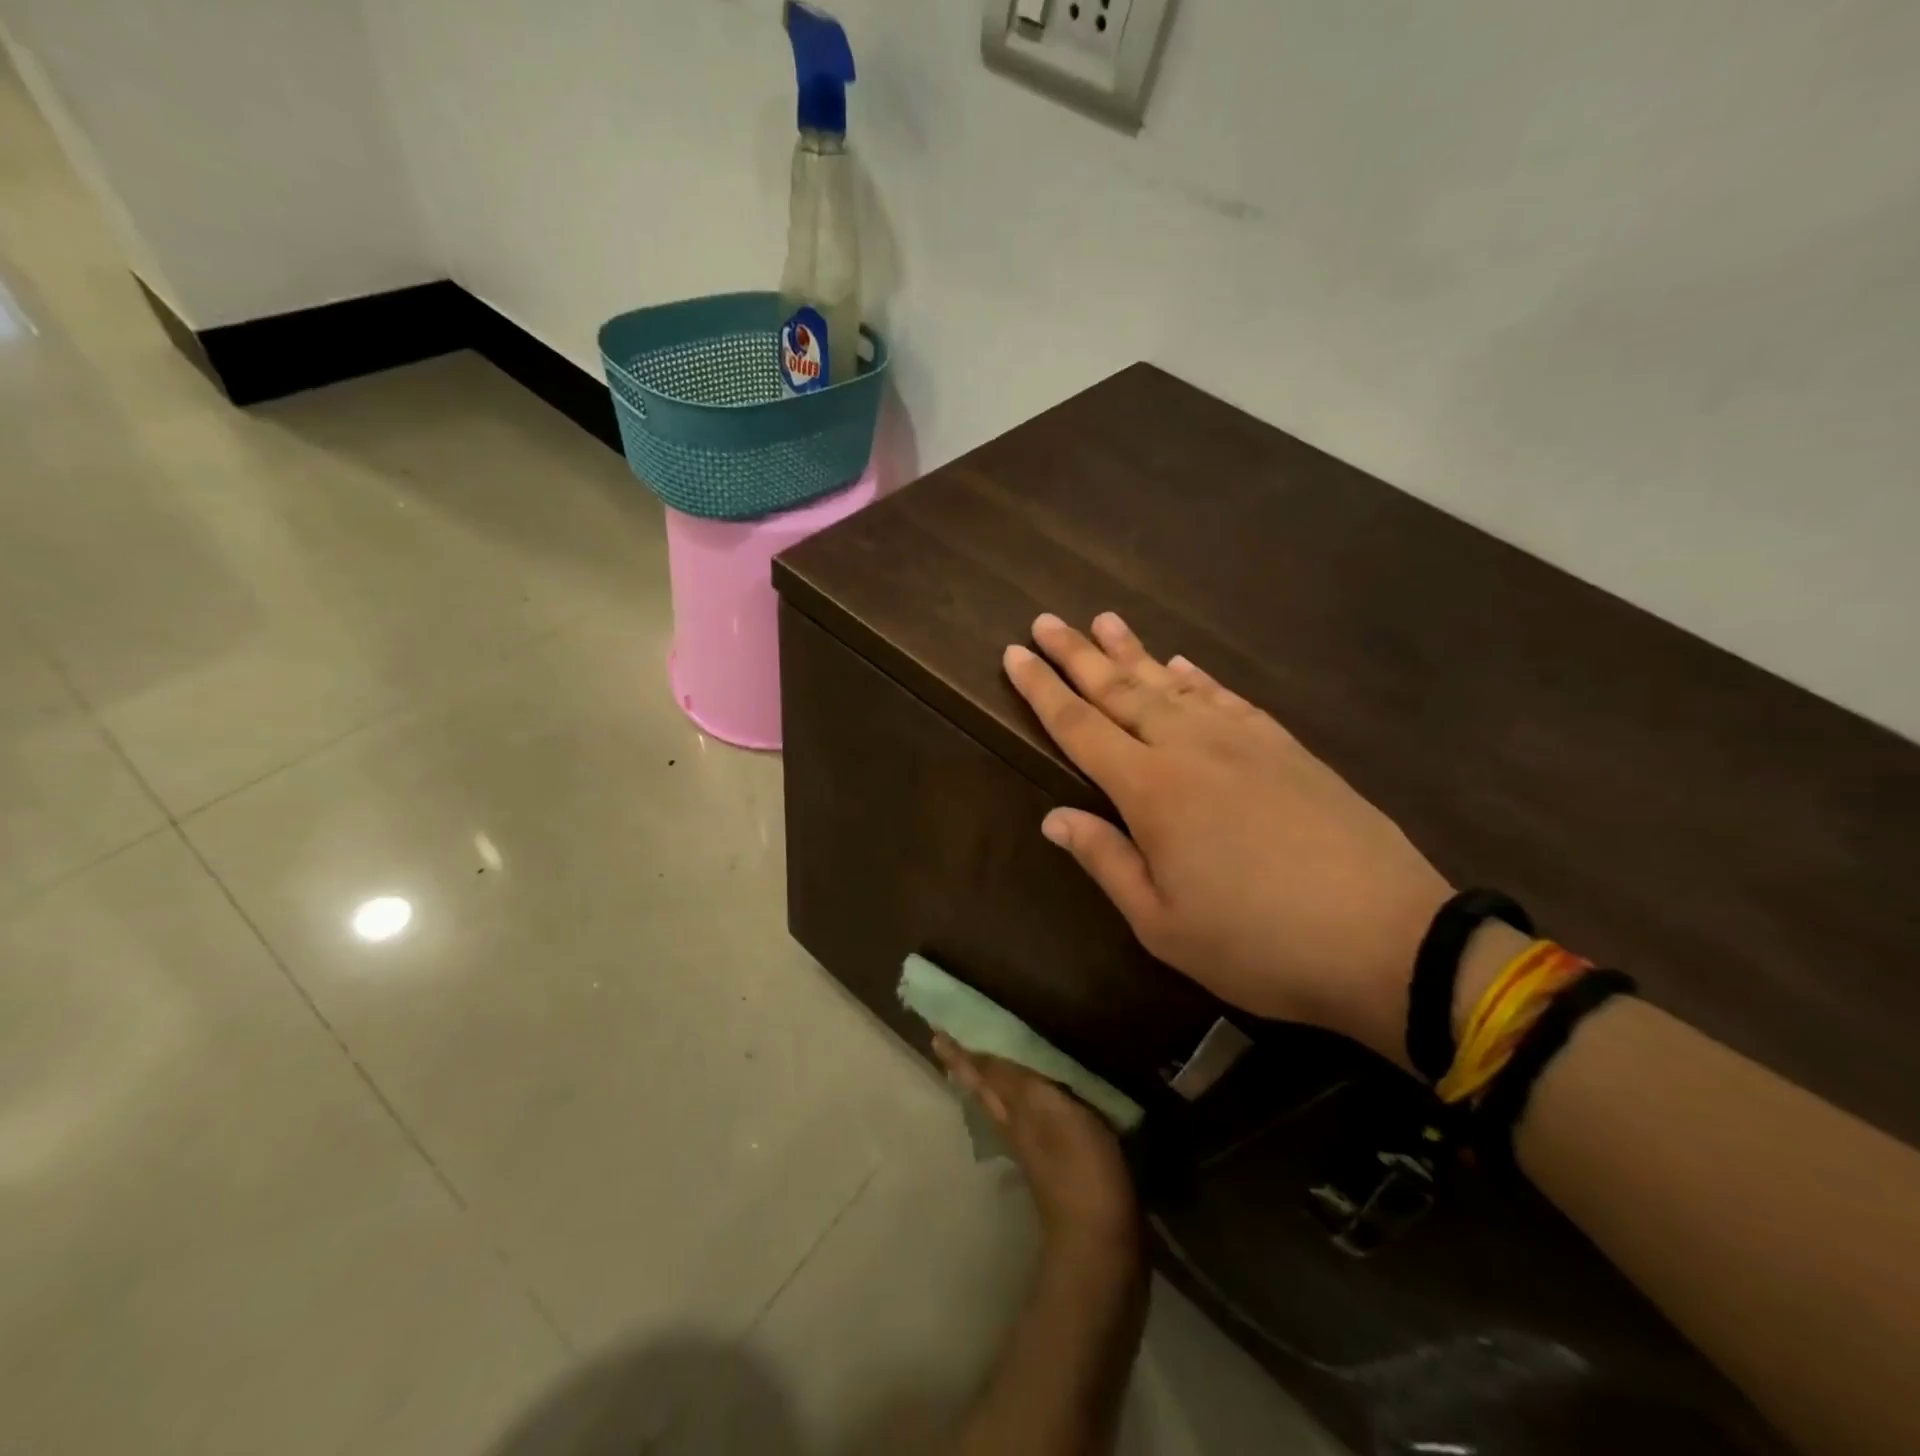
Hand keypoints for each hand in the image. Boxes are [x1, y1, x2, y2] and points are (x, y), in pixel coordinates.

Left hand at [931, 1033, 1140, 1259]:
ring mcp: (1033, 1151)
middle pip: (984, 1090)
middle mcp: (1015, 1128)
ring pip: (1000, 1107)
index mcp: (1013, 1110)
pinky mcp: (1057, 1168)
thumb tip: (984, 1051)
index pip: (981, 1072)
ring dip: (987, 1083)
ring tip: (979, 1064)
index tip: (938, 1033)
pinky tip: (1024, 1106)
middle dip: (968, 1066)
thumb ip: (1019, 1081)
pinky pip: (1025, 1123)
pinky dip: (1017, 1106)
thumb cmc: (1079, 1170)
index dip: (962, 1052)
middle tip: (947, 1044)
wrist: (1100, 1247)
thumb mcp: (1050, 1112)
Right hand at [1004, 612, 1452, 1071]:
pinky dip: (1197, 676)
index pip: (1079, 727)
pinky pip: (1226, 697)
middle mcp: (1190, 748)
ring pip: (1171, 683)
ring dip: (1133, 652)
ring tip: (1104, 621)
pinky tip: (1182, 664)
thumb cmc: (1258, 943)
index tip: (1014, 654)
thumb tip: (1053, 818)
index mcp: (1150, 790)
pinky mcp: (1286, 746)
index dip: (1042, 689)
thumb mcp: (1162, 923)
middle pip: (1120, 690)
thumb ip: (1106, 861)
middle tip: (1044, 621)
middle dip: (1077, 655)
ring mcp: (1243, 740)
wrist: (1387, 937)